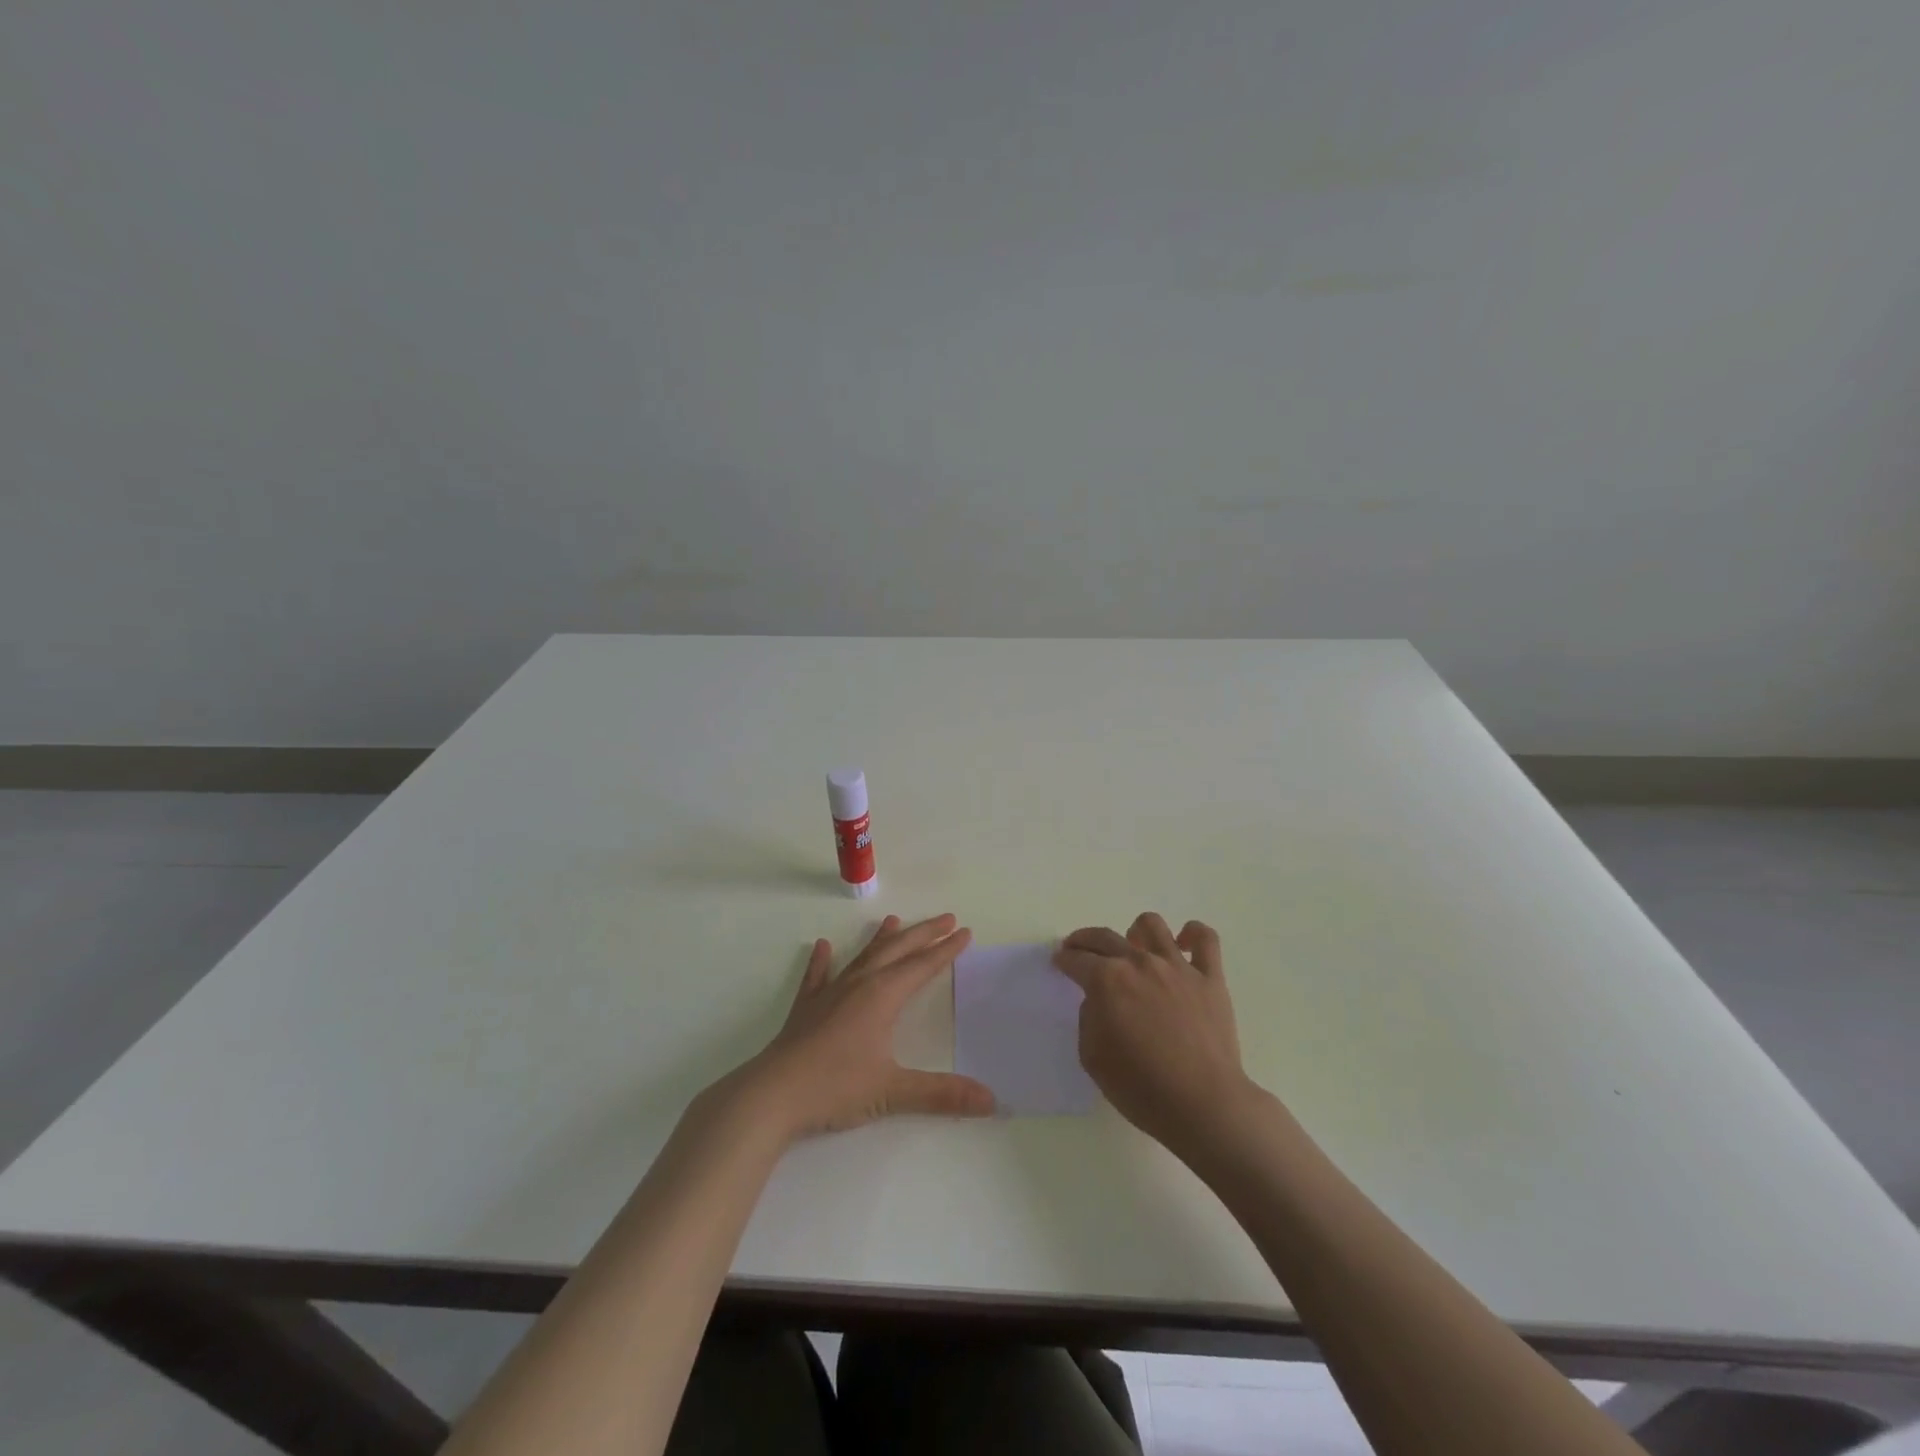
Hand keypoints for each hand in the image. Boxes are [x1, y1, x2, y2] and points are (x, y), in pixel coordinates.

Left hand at [735, 913, 995, 1140]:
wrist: (772, 1095)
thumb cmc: (835, 1087)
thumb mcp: (892, 1092)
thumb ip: (942, 1094)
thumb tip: (991, 1100)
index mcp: (882, 996)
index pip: (922, 966)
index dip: (945, 949)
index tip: (964, 932)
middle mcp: (858, 985)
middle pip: (897, 951)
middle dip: (923, 934)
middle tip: (946, 918)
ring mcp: (829, 993)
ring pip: (862, 957)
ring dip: (881, 939)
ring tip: (894, 921)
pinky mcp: (806, 1008)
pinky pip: (817, 976)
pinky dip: (822, 961)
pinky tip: (822, 946)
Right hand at [1054, 913, 1250, 1156]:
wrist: (1202, 1105)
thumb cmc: (1141, 1088)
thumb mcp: (1092, 1057)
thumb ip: (1089, 1018)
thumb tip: (1099, 1001)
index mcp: (1107, 980)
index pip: (1077, 959)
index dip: (1064, 960)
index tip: (1060, 962)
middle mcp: (1140, 963)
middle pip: (1105, 937)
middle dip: (1085, 941)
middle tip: (1080, 950)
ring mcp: (1178, 967)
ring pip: (1152, 925)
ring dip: (1136, 932)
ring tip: (1134, 948)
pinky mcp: (1211, 978)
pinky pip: (1205, 939)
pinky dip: (1193, 935)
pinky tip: (1184, 945)